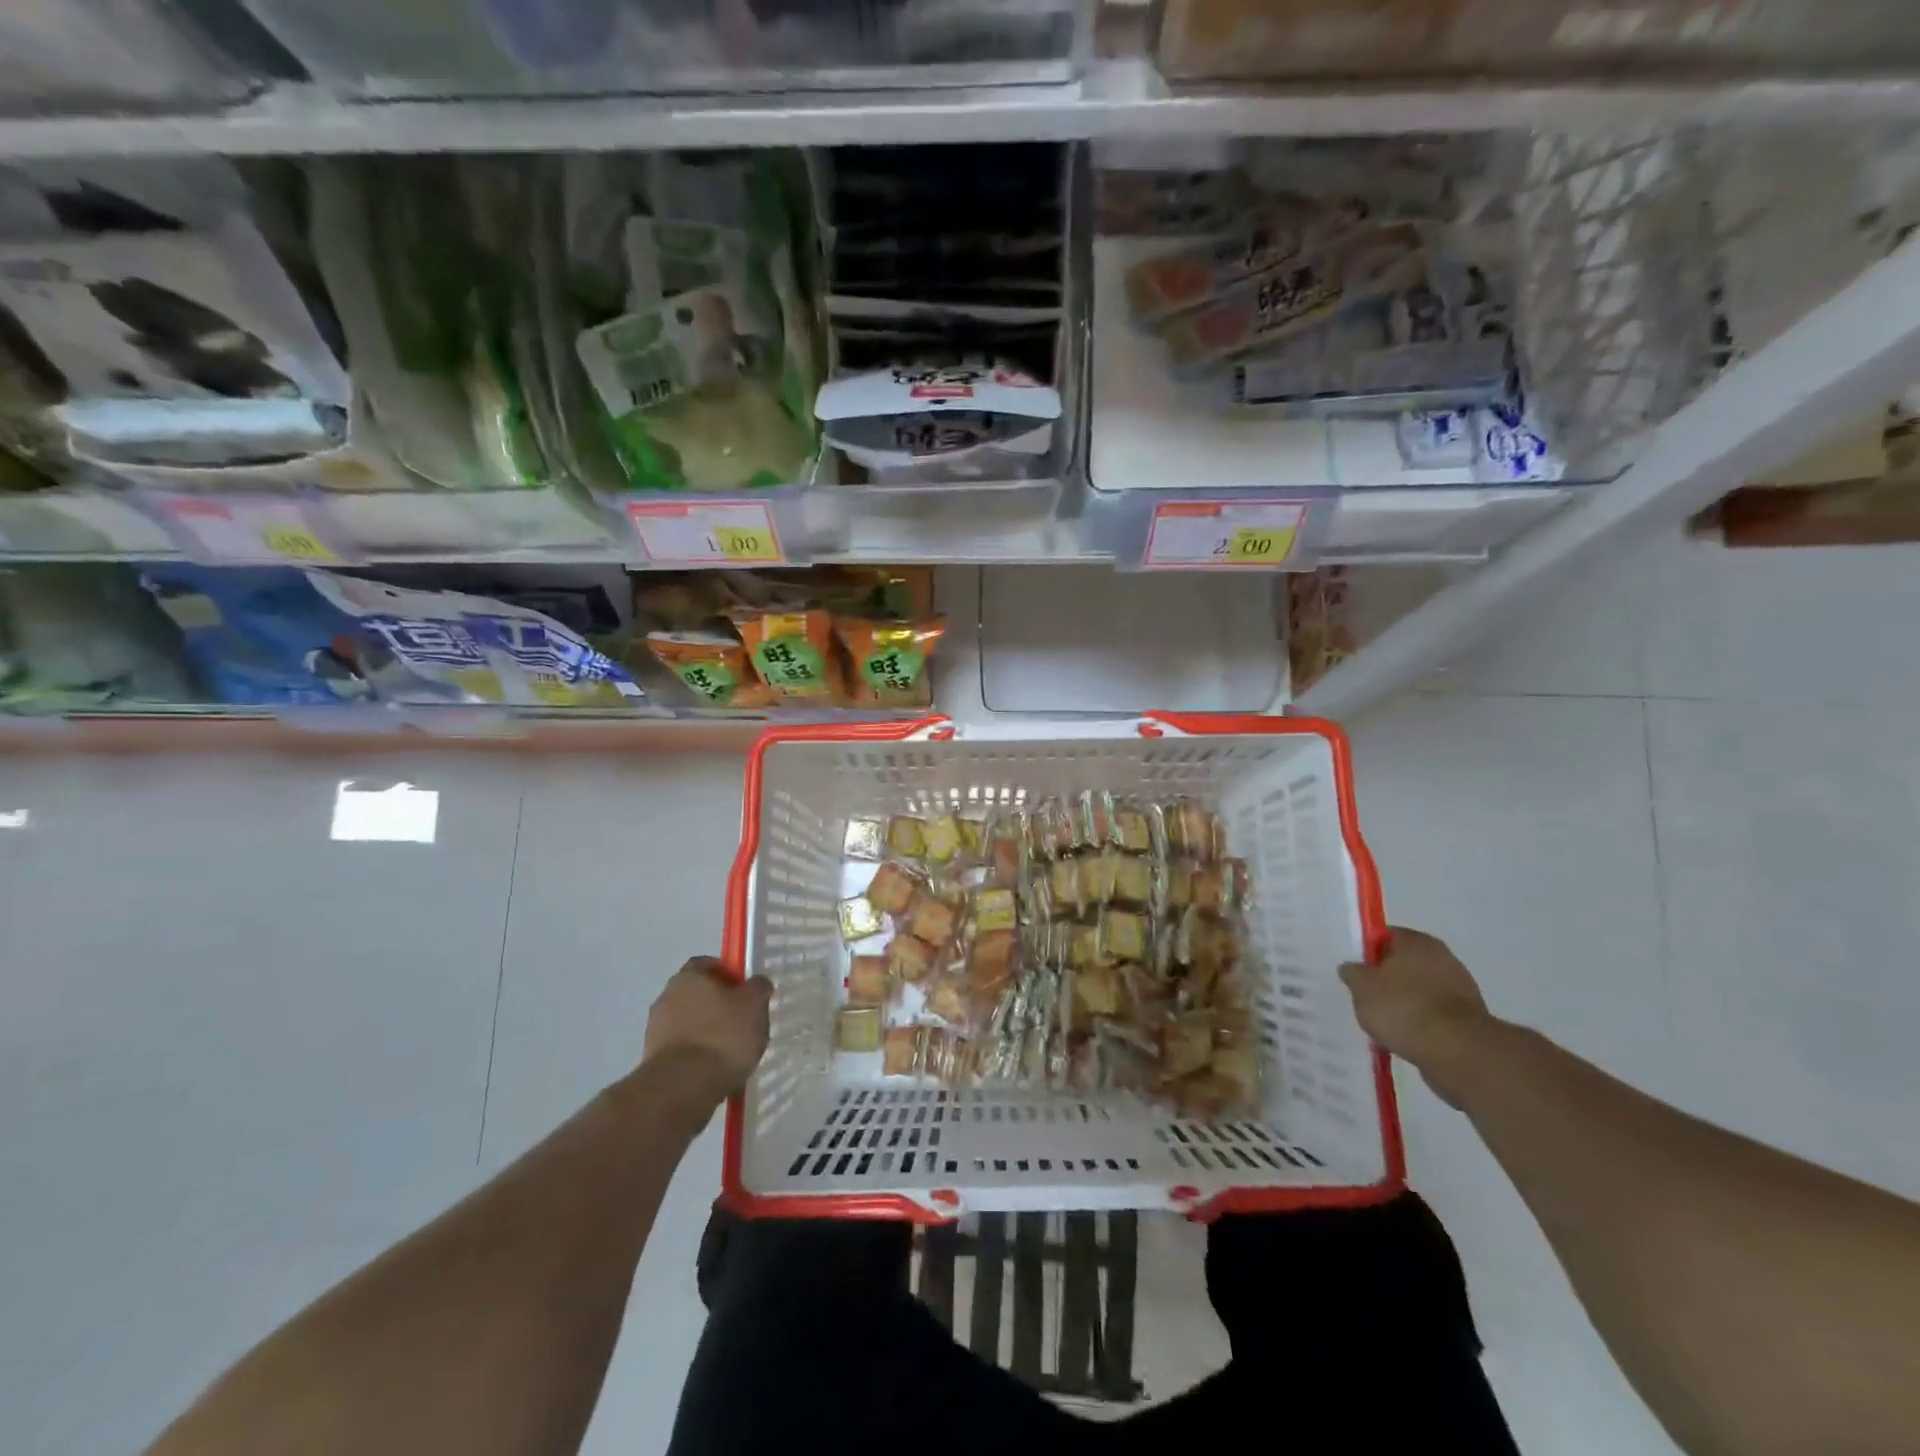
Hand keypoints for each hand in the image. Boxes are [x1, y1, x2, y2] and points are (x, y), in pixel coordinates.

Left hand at [643, 957, 771, 1104]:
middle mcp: (666, 997)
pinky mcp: (653, 1061)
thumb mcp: (754, 1005)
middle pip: (697, 994)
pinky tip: (716, 1071)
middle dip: (718, 1006)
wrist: (682, 1088)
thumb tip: (757, 983)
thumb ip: (758, 988)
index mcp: (688, 976)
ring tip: (732, 1052)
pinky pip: (683, 1051)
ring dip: (707, 1033)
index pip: (708, 964)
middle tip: (742, 1021)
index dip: (728, 974)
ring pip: (689, 1024)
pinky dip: (698, 1056)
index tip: (745, 991)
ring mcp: (656, 1031)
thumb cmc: (722, 1036)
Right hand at [1340, 928, 1493, 1106]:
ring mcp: (1460, 987)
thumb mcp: (1362, 987)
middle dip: (1386, 979)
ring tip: (1385, 1023)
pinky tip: (1406, 1037)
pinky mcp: (1469, 1017)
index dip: (1366, 952)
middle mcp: (1442, 957)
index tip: (1355, 971)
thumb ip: (1353, 973)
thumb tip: (1352, 968)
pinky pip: (1434, 1013)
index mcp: (1416, 941)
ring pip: (1420, 989)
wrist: (1457, 1051)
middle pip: (1404, 963)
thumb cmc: (1403, 1007)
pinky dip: (1421, 1022)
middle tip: (1366, 997)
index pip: (1384, 936)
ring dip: (1405, 1002)